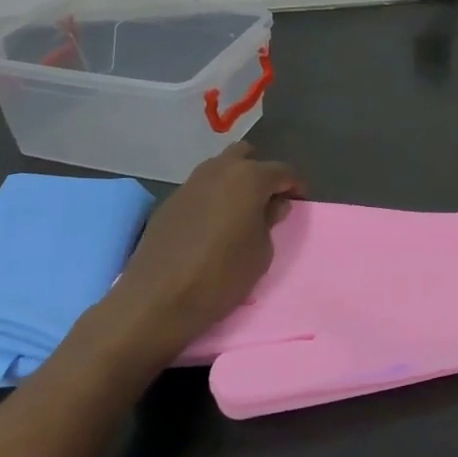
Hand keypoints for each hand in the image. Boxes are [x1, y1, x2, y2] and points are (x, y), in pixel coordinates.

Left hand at [100, 144, 301, 367]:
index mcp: (249, 178)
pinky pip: (201, 188)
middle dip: (261, 174)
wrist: (156, 299)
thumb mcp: (261, 253)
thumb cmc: (220, 275)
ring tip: (241, 212)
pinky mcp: (170, 201)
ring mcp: (190, 183)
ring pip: (220, 168)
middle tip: (268, 201)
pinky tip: (213, 224)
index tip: (300, 202)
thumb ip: (270, 221)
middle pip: (246, 157)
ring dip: (234, 182)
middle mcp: (219, 170)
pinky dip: (213, 197)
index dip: (295, 186)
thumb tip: (273, 204)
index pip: (282, 172)